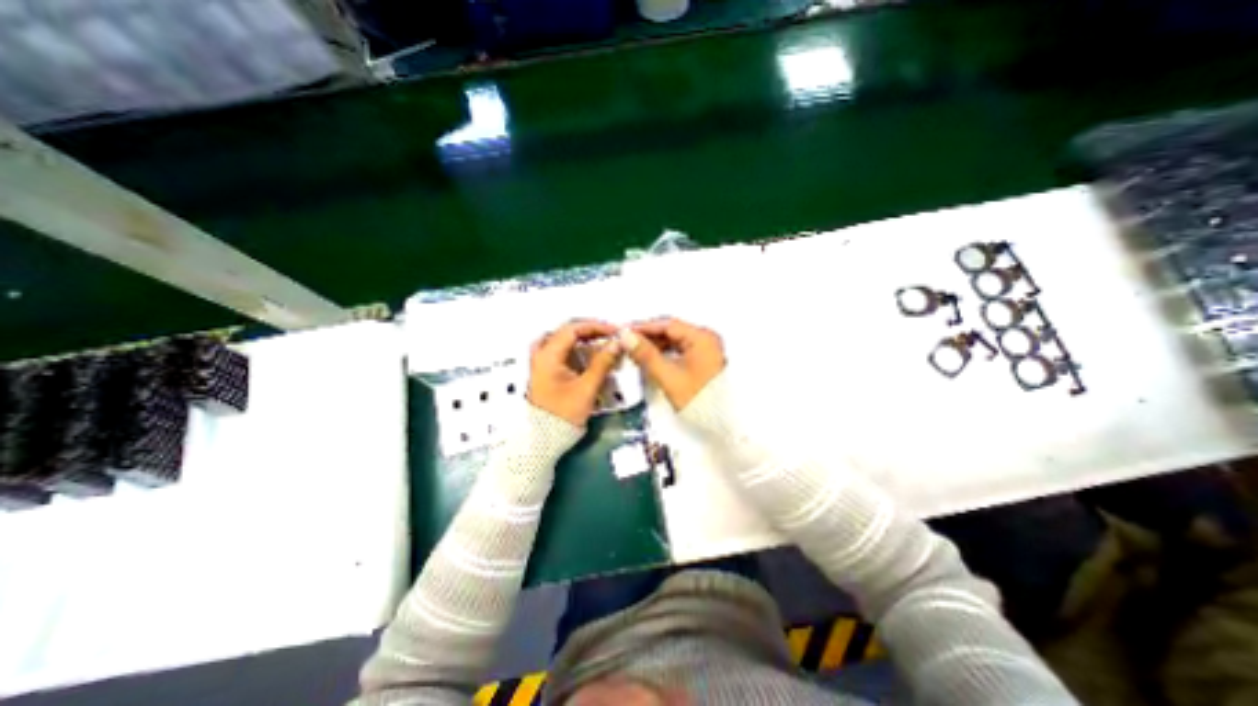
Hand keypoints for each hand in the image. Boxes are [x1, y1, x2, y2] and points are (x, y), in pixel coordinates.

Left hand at [527, 319, 619, 423]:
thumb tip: (617, 343)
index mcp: (548, 355)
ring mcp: (541, 363)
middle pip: (567, 332)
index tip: (615, 332)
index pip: (573, 329)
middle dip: (590, 332)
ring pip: (563, 342)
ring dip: (584, 341)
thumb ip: (602, 363)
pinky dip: (577, 352)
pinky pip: (562, 353)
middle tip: (609, 337)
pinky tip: (591, 358)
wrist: (543, 440)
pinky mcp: (546, 372)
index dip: (596, 327)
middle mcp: (541, 354)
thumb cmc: (563, 413)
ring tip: (603, 346)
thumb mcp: (586, 388)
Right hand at [617, 317, 727, 409]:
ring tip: (633, 351)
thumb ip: (645, 354)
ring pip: (674, 341)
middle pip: (671, 331)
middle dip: (647, 336)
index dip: (643, 327)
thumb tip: (626, 336)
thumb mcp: (668, 376)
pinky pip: (679, 350)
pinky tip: (649, 359)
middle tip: (625, 342)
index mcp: (701, 337)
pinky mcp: (702, 360)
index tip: (623, 332)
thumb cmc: (698, 399)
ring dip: (654, 345)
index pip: (667, 324)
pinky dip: (663, 353)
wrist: (723, 424)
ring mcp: (705, 349)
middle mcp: (705, 338)